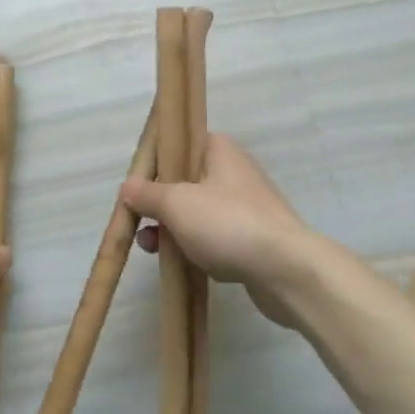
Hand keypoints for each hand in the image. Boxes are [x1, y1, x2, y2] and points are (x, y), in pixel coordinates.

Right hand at [122, 134, 319, 326]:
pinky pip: (213, 235)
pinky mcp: (252, 237)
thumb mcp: (176, 203)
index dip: (153, 163)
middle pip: (184, 180)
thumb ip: (148, 193)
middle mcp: (233, 171)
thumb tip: (128, 187)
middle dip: (158, 202)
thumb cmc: (227, 223)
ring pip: (197, 211)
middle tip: (138, 221)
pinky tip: (179, 262)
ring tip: (150, 247)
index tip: (134, 185)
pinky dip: (194, 246)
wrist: (286, 270)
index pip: (179, 143)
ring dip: (172, 228)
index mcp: (219, 149)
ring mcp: (245, 205)